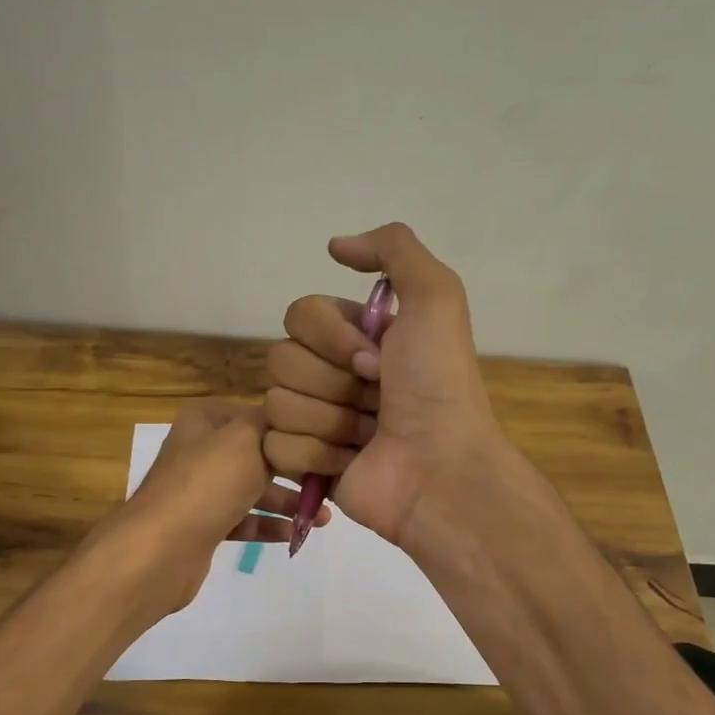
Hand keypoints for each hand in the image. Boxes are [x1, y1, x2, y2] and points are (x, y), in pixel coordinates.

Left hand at [119, 399, 327, 613]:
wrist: (162, 548)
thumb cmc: (208, 483)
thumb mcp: (246, 437)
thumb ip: (272, 423)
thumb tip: (290, 419)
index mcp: (205, 420)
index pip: (256, 414)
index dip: (290, 428)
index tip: (325, 442)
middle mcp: (200, 451)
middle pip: (257, 454)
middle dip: (294, 469)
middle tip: (330, 481)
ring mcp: (200, 491)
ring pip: (252, 490)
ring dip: (287, 501)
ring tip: (324, 516)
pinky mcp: (202, 526)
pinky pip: (243, 521)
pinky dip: (268, 525)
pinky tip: (296, 533)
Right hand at [264, 224, 506, 551]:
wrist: (440, 468)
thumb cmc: (438, 385)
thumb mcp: (436, 297)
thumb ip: (394, 250)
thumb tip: (335, 246)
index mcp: (355, 337)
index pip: (299, 315)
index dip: (332, 337)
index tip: (375, 358)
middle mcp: (332, 374)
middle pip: (280, 359)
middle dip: (332, 382)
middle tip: (376, 399)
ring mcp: (315, 420)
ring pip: (276, 403)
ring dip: (329, 420)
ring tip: (368, 435)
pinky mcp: (304, 464)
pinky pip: (275, 446)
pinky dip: (315, 455)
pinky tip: (349, 463)